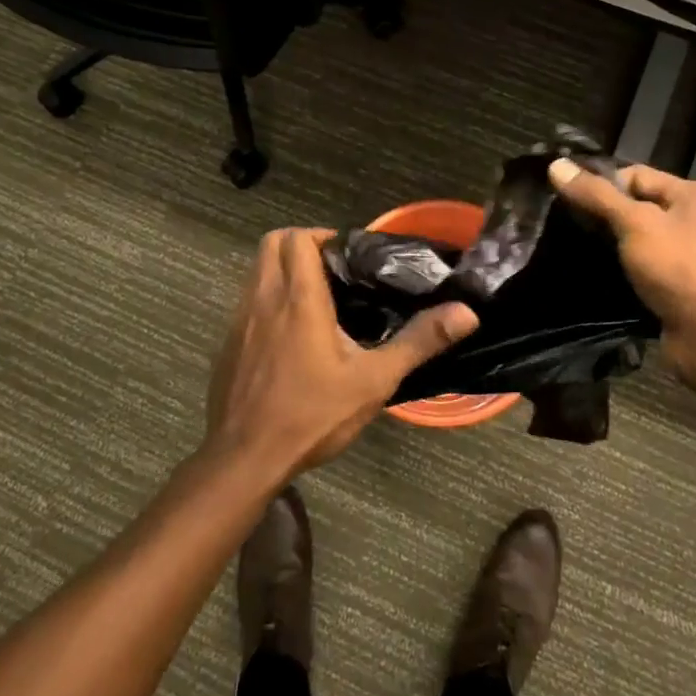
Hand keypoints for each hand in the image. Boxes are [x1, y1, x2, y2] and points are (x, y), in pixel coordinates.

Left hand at [204, 229, 478, 480]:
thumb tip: (467, 313)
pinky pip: (247, 301)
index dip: (323, 236)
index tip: (348, 256)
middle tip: (333, 269)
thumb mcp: (374, 380)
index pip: (298, 238)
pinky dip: (268, 298)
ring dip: (283, 269)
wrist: (245, 460)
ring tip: (317, 299)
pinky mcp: (228, 343)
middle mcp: (264, 298)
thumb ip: (419, 341)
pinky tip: (290, 334)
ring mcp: (240, 320)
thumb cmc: (312, 414)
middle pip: (272, 243)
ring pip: (256, 270)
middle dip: (301, 243)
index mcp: (298, 298)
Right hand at [548, 159, 695, 392]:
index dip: (601, 185)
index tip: (566, 201)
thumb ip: (596, 195)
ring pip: (638, 238)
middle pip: (637, 205)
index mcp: (695, 194)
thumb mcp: (635, 224)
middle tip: (563, 225)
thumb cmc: (679, 270)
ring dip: (610, 244)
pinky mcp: (679, 285)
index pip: (636, 175)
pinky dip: (621, 268)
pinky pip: (643, 266)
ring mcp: (690, 255)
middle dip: (602, 214)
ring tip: (572, 248)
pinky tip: (594, 274)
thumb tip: (556, 165)